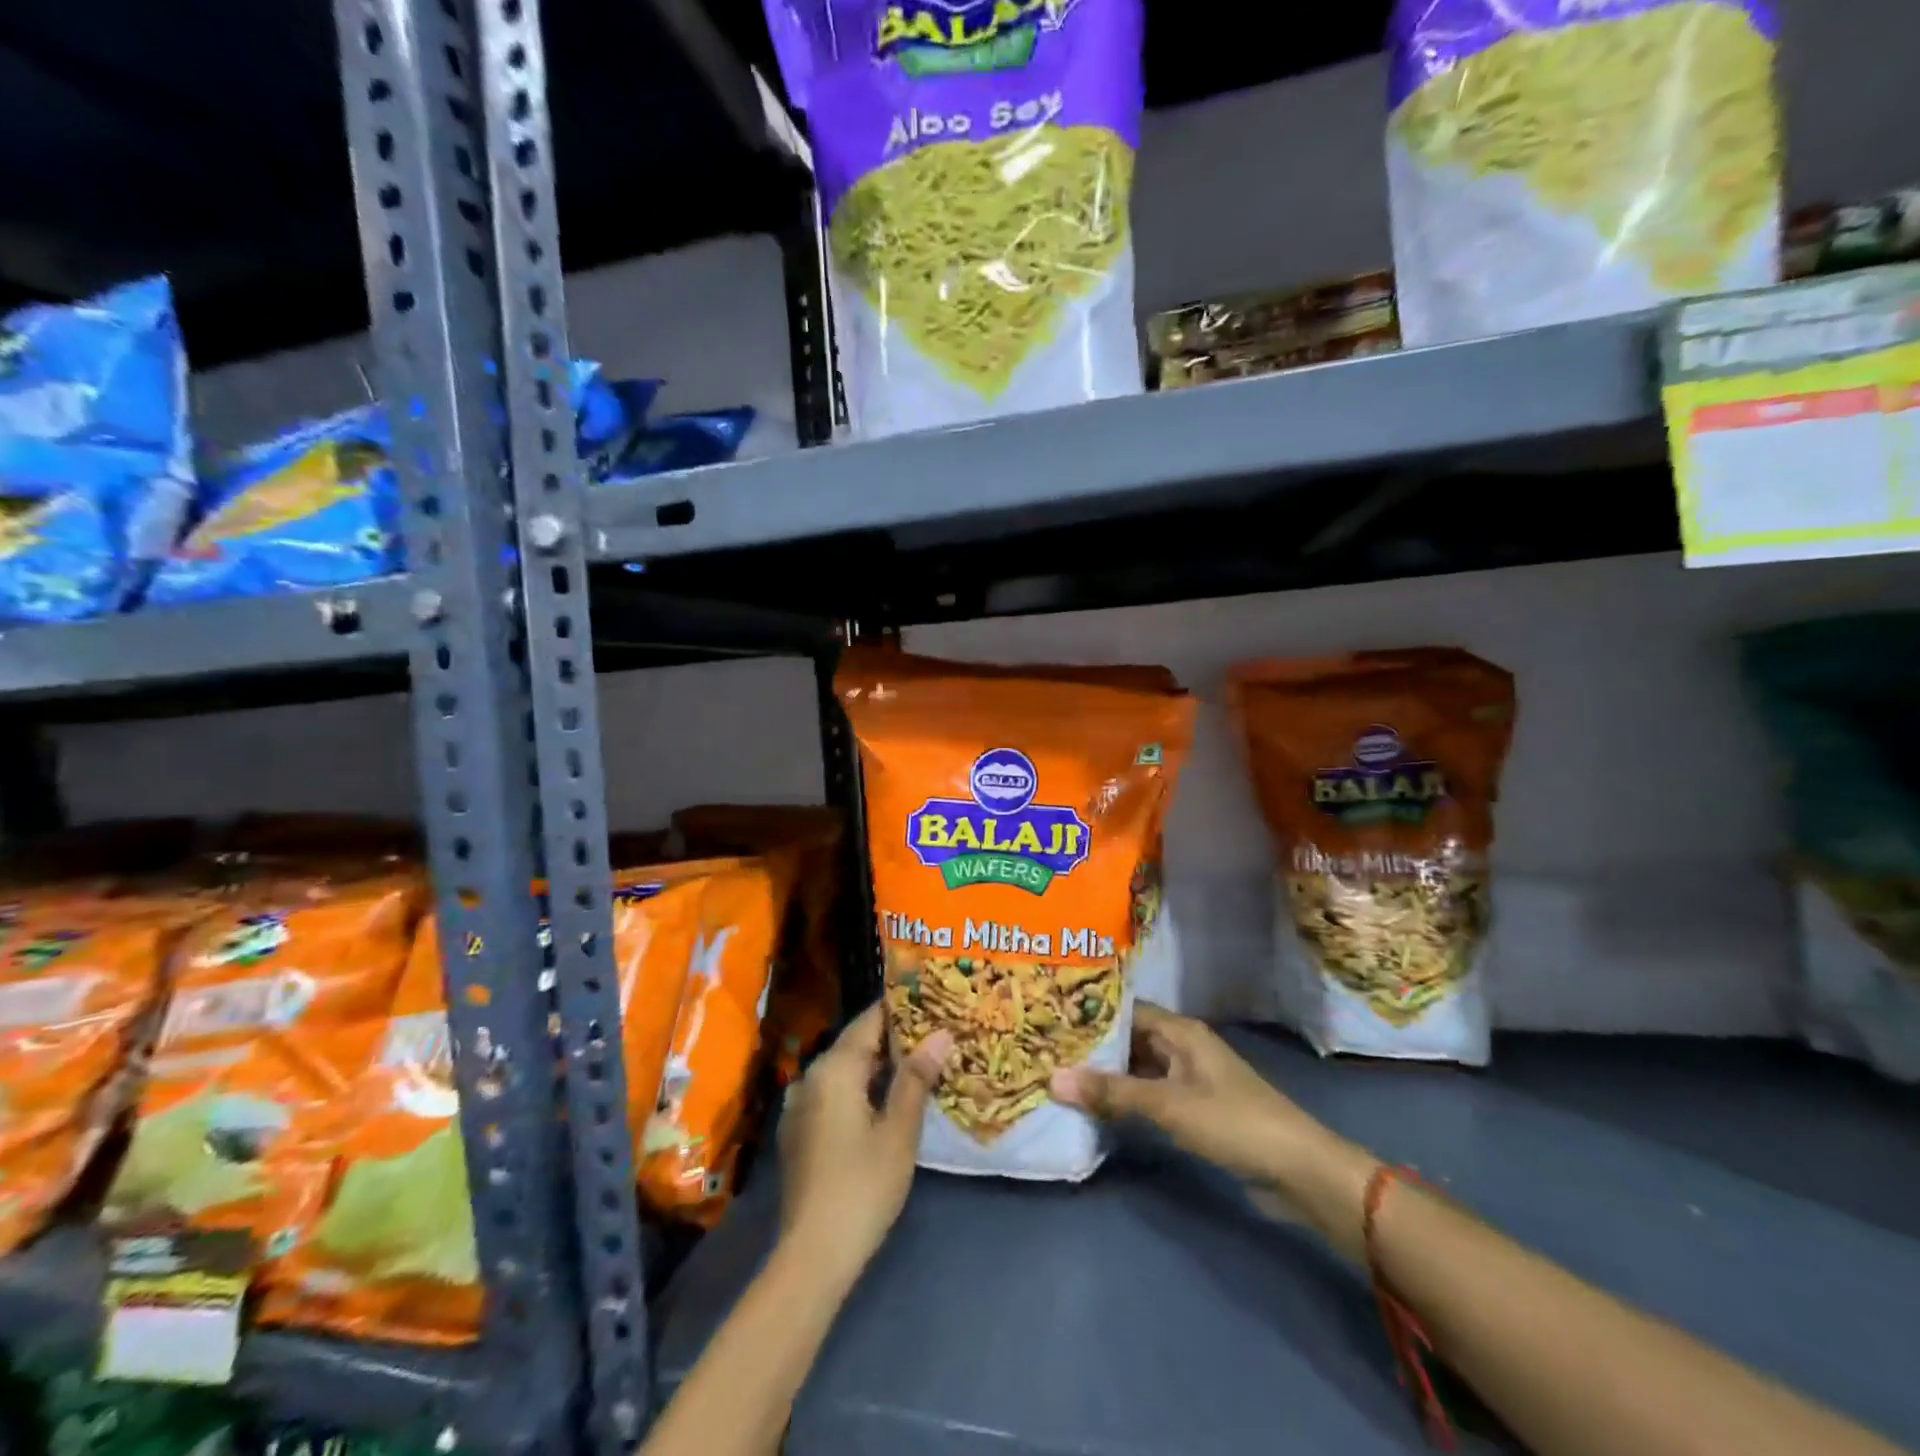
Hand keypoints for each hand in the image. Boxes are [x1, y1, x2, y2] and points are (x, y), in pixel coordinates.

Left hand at [776, 1003, 952, 1282]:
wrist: (812, 1254)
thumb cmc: (862, 1186)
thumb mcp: (899, 1131)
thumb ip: (916, 1077)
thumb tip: (941, 1033)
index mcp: (835, 1067)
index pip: (870, 1019)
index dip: (902, 1009)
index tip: (934, 1002)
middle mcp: (812, 1075)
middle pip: (856, 1042)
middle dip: (894, 1037)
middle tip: (935, 1033)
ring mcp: (800, 1104)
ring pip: (845, 1069)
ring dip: (878, 1064)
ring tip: (917, 1063)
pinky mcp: (799, 1131)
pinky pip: (834, 1092)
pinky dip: (860, 1088)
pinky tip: (885, 1101)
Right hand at [1049, 1001, 1339, 1189]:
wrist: (1298, 1172)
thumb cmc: (1234, 1123)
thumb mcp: (1168, 1105)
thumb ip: (1112, 1092)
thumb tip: (1052, 1078)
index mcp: (1180, 1032)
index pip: (1125, 1010)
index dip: (1090, 1014)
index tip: (1050, 1019)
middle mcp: (1182, 1047)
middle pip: (1129, 1039)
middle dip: (1093, 1047)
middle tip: (1046, 1051)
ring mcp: (1189, 1079)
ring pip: (1137, 1069)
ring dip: (1107, 1076)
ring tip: (1061, 1077)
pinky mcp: (1193, 1110)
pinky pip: (1149, 1095)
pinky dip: (1125, 1099)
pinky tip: (1096, 1108)